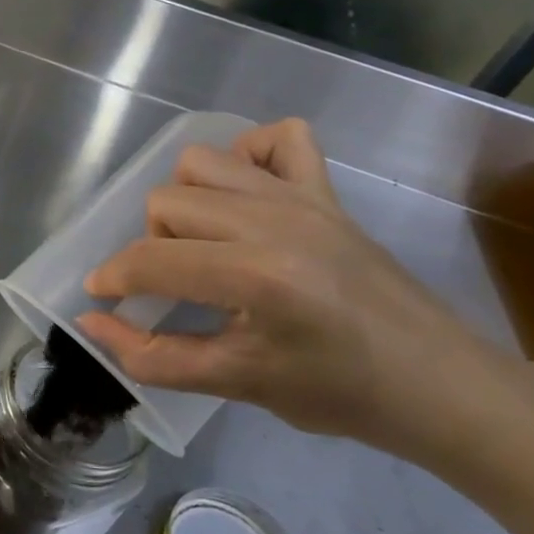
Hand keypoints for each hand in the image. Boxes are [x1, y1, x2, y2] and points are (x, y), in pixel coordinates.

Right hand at [75, 119, 524, 466]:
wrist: (442, 386)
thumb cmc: (339, 395)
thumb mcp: (237, 385)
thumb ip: (152, 357)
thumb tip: (91, 321)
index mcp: (256, 277)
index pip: (152, 260)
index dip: (113, 278)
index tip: (101, 295)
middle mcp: (274, 222)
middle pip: (166, 202)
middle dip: (152, 245)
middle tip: (175, 284)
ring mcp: (304, 199)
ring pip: (202, 164)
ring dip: (187, 201)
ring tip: (205, 242)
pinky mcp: (328, 192)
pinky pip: (278, 138)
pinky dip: (249, 156)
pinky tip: (246, 196)